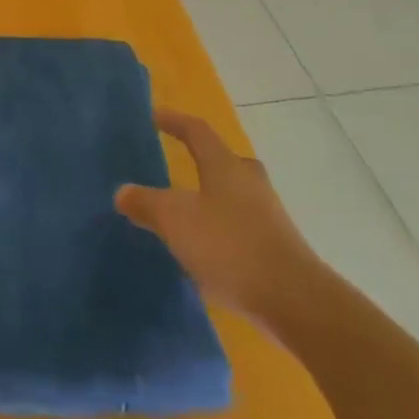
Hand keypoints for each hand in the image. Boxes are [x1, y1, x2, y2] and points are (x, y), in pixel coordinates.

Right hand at [115, 110, 325, 334]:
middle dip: (201, 159)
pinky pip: (240, 225)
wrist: (296, 302)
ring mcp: (268, 216)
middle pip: (223, 160)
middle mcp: (249, 183)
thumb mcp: (174, 220)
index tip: (154, 116)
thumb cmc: (230, 246)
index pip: (197, 130)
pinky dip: (220, 227)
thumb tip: (123, 192)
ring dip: (210, 197)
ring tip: (184, 210)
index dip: (174, 120)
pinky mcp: (277, 247)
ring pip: (233, 194)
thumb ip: (145, 203)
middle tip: (177, 163)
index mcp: (225, 166)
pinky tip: (204, 247)